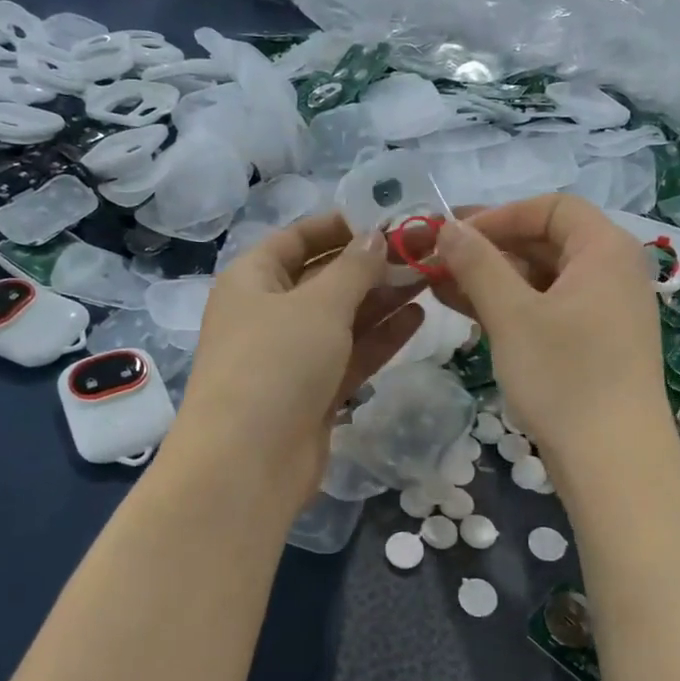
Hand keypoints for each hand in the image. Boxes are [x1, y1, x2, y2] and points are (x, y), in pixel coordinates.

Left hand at [169, 214, 422, 506]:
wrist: (248, 463)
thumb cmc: (276, 363)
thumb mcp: (318, 305)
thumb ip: (354, 268)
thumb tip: (376, 236)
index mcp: (252, 280)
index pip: (297, 239)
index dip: (340, 225)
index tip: (388, 218)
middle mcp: (268, 313)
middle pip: (324, 278)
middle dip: (372, 264)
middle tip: (424, 250)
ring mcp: (290, 356)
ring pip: (342, 318)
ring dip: (383, 298)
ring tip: (431, 277)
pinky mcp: (312, 391)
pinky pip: (349, 353)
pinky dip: (380, 336)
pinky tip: (418, 316)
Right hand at [429, 194, 667, 465]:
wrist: (614, 463)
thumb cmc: (564, 378)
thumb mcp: (511, 316)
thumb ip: (477, 264)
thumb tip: (448, 227)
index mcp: (605, 250)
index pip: (551, 207)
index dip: (499, 214)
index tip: (454, 236)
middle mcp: (613, 272)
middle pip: (546, 241)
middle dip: (489, 249)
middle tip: (437, 261)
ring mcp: (607, 311)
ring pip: (543, 278)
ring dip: (493, 279)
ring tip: (439, 288)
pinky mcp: (596, 344)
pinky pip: (549, 309)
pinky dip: (511, 307)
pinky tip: (469, 315)